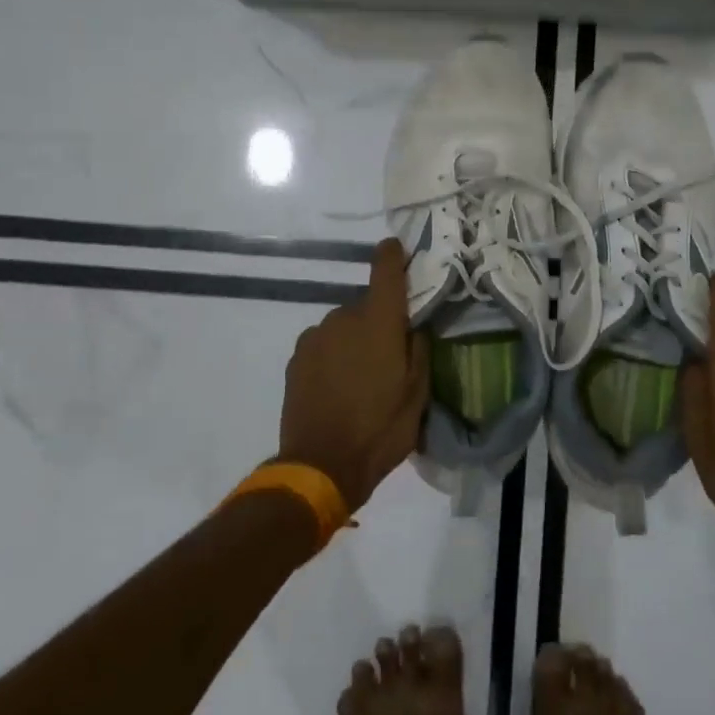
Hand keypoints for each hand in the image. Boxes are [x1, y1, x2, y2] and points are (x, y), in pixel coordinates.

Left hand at [278, 238, 429, 512]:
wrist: (321, 466)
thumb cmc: (381, 429)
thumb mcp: (418, 394)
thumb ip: (419, 350)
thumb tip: (414, 327)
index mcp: (378, 322)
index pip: (385, 270)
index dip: (392, 254)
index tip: (397, 248)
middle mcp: (343, 318)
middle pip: (365, 306)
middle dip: (378, 323)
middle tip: (388, 358)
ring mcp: (315, 337)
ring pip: (342, 327)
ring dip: (353, 341)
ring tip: (360, 379)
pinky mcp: (296, 358)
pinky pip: (323, 345)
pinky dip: (333, 356)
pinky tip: (337, 387)